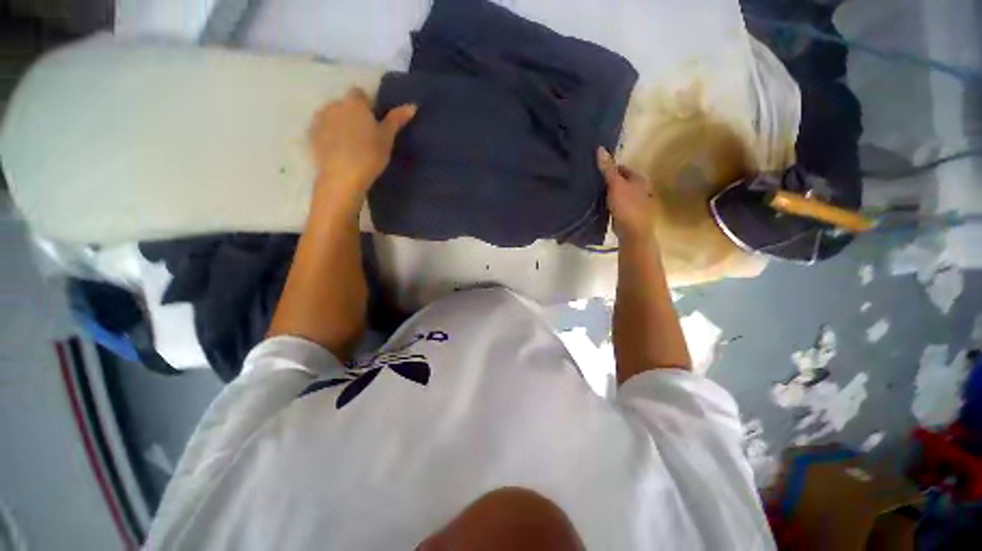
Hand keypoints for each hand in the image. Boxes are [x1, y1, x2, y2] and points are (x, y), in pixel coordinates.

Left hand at [309, 87, 415, 207]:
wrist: (342, 177)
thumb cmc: (369, 155)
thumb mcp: (387, 138)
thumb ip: (396, 120)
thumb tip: (412, 105)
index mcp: (354, 103)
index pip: (360, 94)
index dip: (367, 106)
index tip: (375, 123)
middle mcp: (334, 104)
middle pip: (345, 105)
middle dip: (353, 115)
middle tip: (365, 136)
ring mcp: (319, 119)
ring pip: (332, 116)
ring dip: (340, 124)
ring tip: (350, 145)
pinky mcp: (311, 135)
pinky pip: (322, 129)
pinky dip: (329, 135)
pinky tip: (338, 151)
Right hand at [596, 147, 656, 244]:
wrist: (633, 232)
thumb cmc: (626, 206)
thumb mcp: (615, 185)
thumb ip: (608, 168)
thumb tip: (600, 148)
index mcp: (639, 178)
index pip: (622, 167)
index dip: (609, 167)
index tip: (594, 171)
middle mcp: (640, 188)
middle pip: (621, 180)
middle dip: (608, 181)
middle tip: (592, 183)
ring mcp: (635, 202)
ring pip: (619, 193)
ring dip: (608, 193)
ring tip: (593, 194)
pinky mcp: (629, 214)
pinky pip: (617, 204)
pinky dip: (609, 203)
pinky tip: (600, 206)